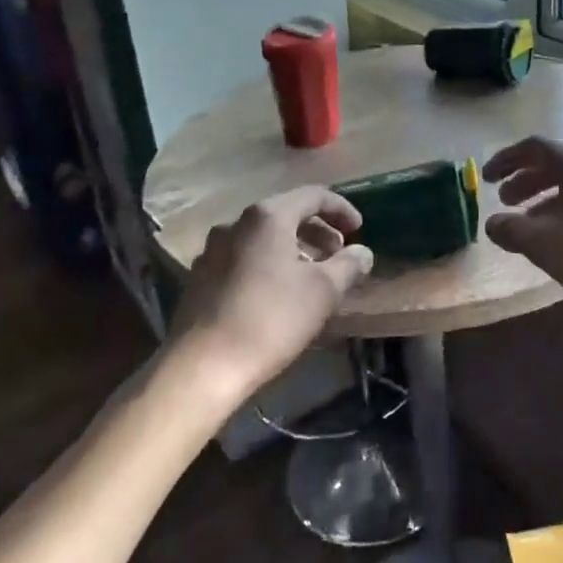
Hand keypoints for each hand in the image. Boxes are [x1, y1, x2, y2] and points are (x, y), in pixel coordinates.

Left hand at [170, 186, 374, 403]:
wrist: (202, 367)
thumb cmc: (271, 319)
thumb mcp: (323, 291)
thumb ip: (348, 265)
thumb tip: (362, 253)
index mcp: (268, 216)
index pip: (313, 195)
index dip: (342, 209)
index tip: (360, 231)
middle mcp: (236, 223)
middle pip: (287, 214)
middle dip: (318, 232)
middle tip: (340, 256)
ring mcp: (213, 250)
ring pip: (264, 238)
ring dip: (294, 250)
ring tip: (313, 277)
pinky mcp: (200, 278)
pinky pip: (244, 258)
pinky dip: (269, 265)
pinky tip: (279, 294)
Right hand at [483, 136, 562, 307]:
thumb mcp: (544, 243)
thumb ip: (512, 228)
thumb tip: (494, 223)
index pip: (537, 148)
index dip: (507, 159)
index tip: (486, 179)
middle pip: (558, 166)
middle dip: (527, 182)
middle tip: (505, 202)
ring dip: (548, 201)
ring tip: (531, 227)